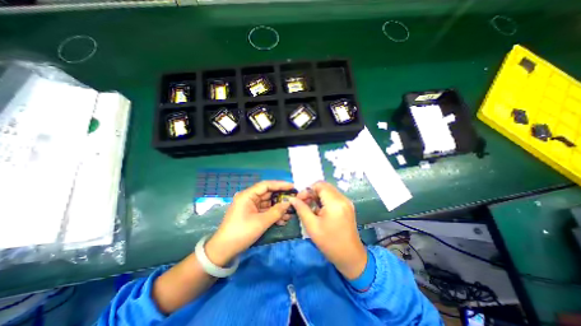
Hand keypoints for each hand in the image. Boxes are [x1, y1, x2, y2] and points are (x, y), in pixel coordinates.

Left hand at [206, 181, 295, 266]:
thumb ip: (276, 211)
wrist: (224, 251)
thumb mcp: (261, 222)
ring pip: (268, 203)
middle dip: (281, 198)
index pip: (266, 185)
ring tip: (290, 213)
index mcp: (247, 195)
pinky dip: (273, 214)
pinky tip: (282, 220)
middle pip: (268, 194)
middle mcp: (249, 198)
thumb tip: (288, 203)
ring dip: (279, 208)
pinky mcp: (252, 214)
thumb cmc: (241, 233)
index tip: (292, 186)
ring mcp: (251, 206)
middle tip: (294, 200)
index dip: (280, 184)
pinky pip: (265, 211)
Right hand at [290, 183, 366, 278]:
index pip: (319, 185)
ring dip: (317, 195)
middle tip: (303, 203)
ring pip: (328, 191)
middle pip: (324, 186)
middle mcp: (342, 199)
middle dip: (312, 192)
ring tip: (310, 207)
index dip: (307, 190)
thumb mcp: (312, 226)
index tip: (299, 200)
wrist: (351, 257)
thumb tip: (292, 199)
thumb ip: (301, 209)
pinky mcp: (347, 206)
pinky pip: (333, 196)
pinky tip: (319, 210)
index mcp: (335, 203)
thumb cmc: (330, 243)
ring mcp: (346, 202)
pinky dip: (324, 199)